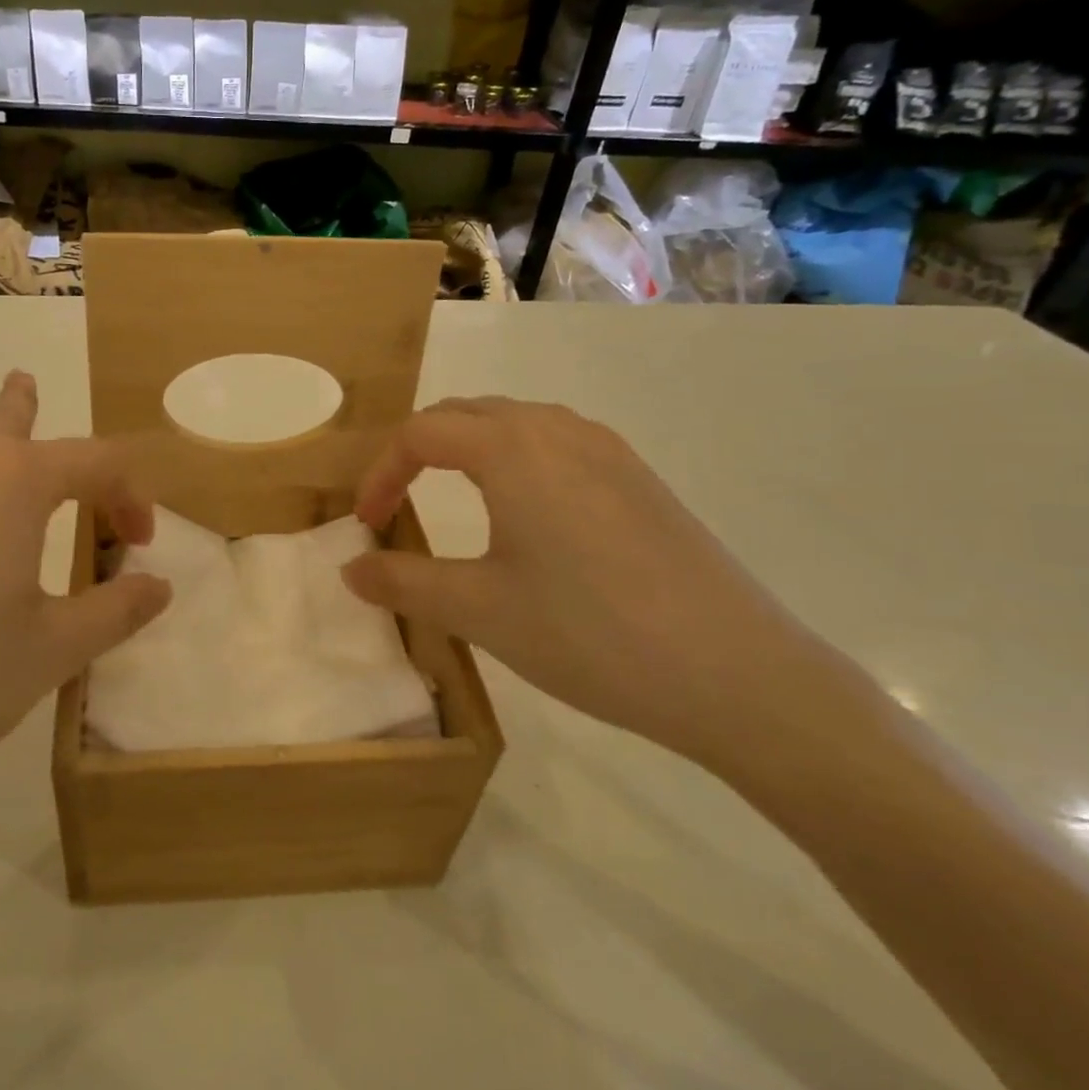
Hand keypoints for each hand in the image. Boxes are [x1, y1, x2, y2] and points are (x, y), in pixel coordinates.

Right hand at [341, 397, 860, 774]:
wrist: (737, 674)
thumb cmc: (589, 633)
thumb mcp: (479, 610)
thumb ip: (403, 581)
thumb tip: (351, 567)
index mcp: (513, 449)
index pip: (421, 433)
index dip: (381, 473)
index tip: (368, 523)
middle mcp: (559, 431)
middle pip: (466, 415)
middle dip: (418, 452)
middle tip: (398, 504)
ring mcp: (608, 451)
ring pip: (515, 425)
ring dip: (468, 451)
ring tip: (452, 500)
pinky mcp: (640, 479)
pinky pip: (557, 446)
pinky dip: (515, 463)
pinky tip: (527, 517)